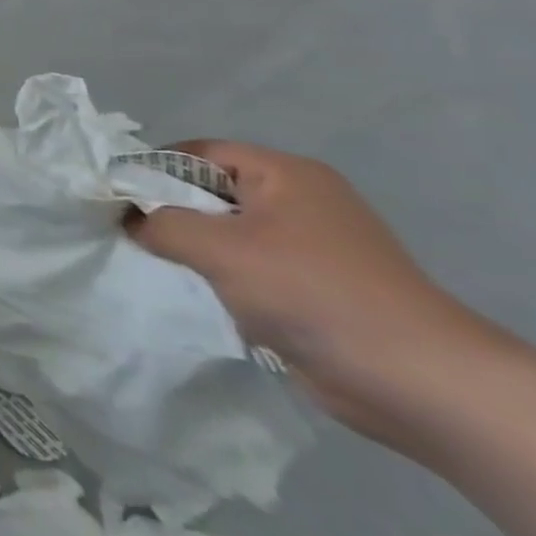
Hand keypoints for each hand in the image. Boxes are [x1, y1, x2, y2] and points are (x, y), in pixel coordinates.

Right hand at [127, 140, 478, 440]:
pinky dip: (220, 277)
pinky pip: (249, 268)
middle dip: (169, 211)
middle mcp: (300, 201)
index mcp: (286, 174)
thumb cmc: (312, 292)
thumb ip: (161, 224)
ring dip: (193, 249)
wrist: (419, 382)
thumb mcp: (219, 248)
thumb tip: (129, 220)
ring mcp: (311, 247)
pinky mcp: (315, 288)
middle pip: (212, 191)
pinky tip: (196, 294)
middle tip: (128, 232)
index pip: (200, 153)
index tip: (115, 196)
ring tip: (156, 265)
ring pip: (227, 233)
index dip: (153, 168)